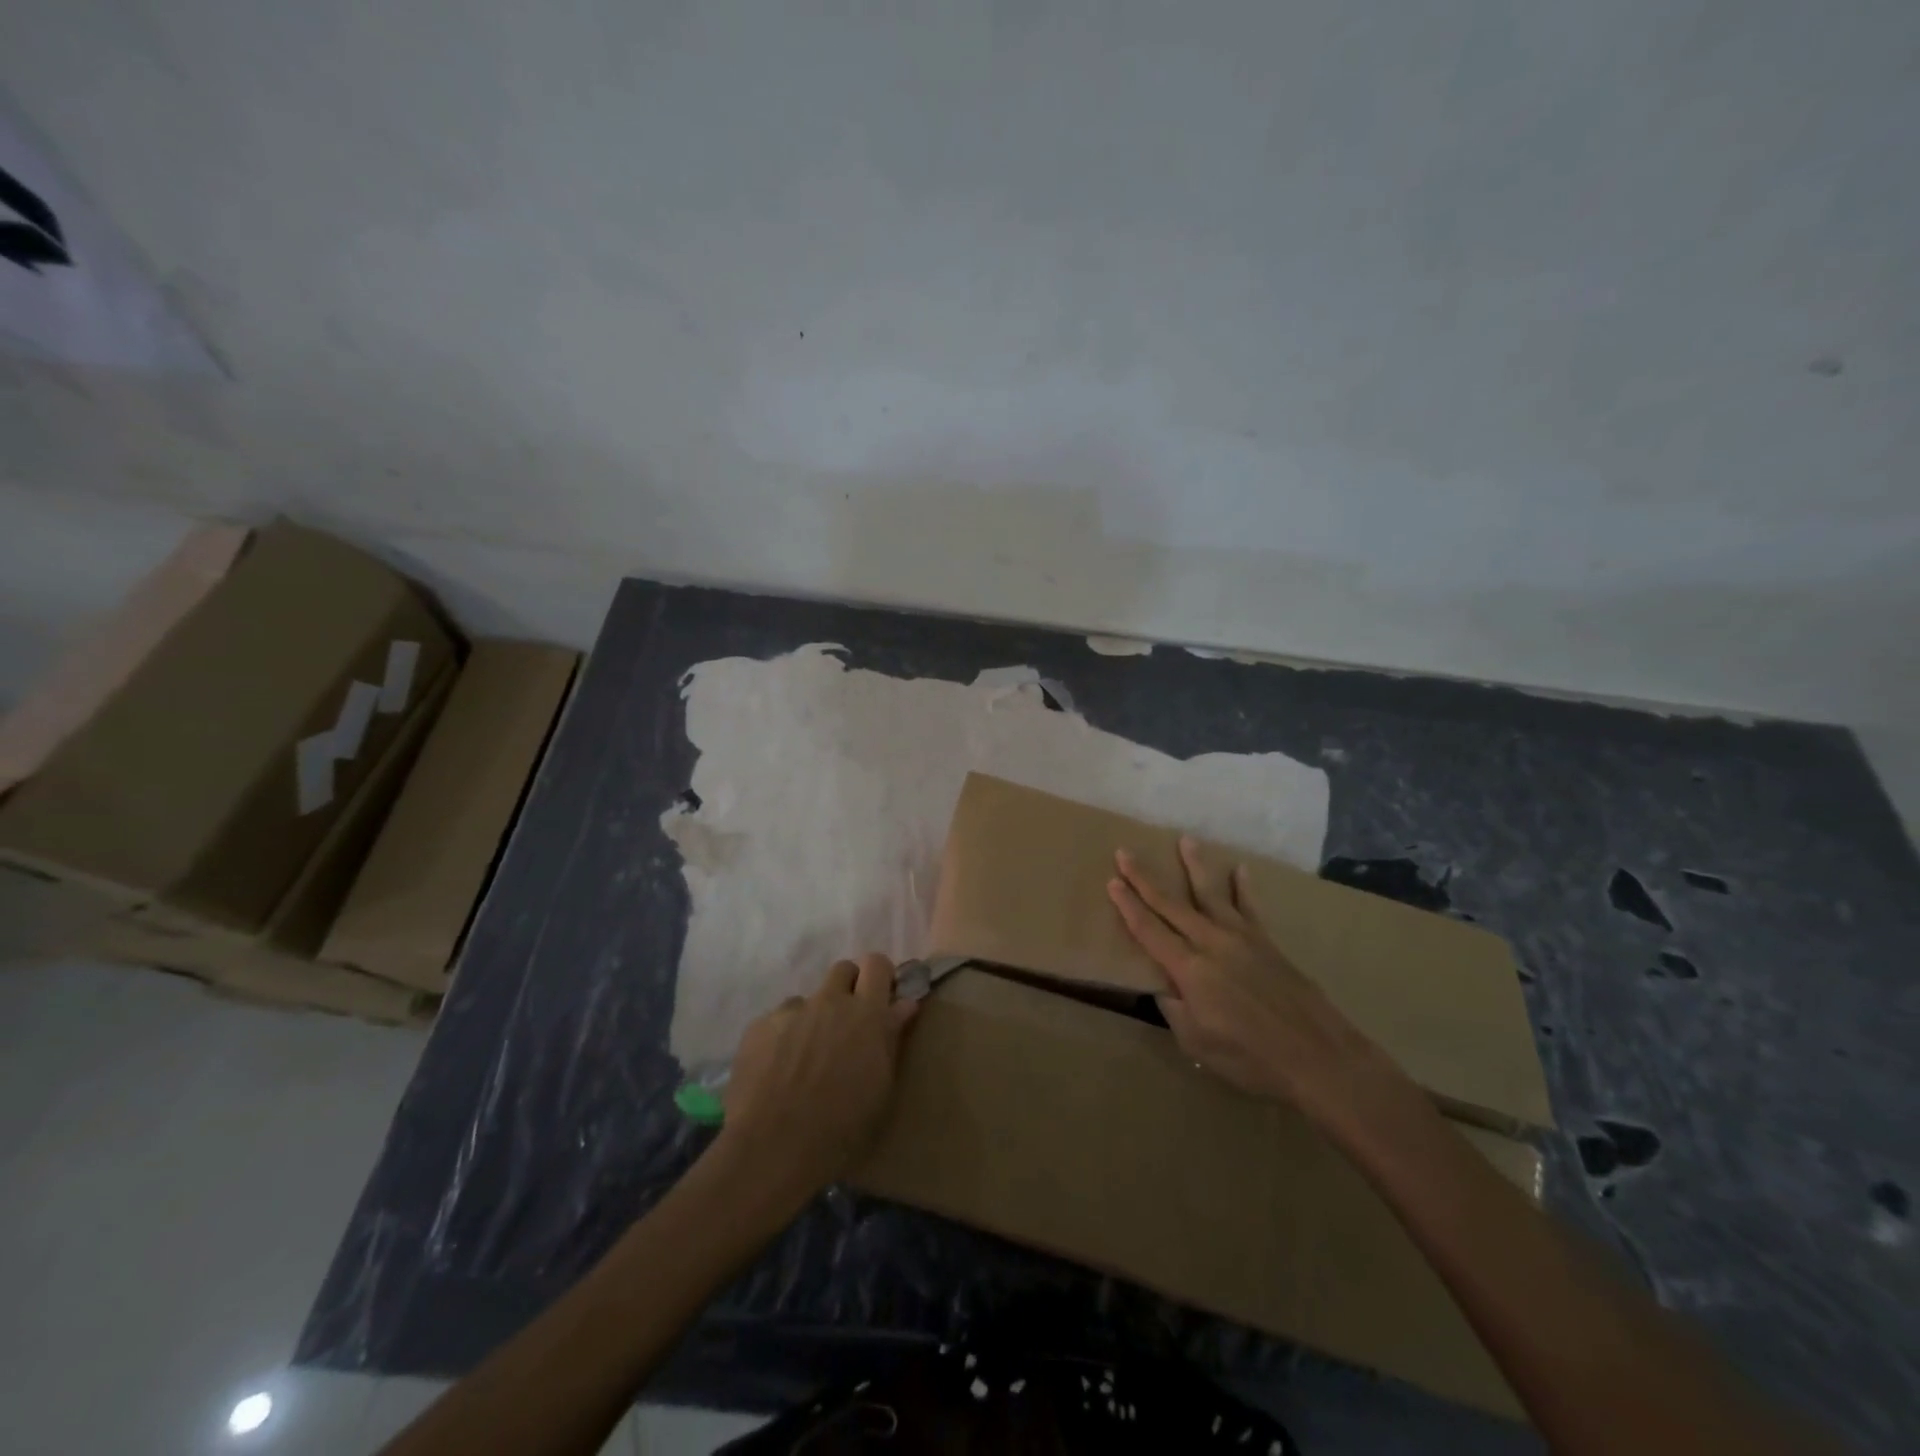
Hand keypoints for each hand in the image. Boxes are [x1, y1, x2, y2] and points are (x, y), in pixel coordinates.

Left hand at [719, 954, 917, 1195]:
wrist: (772, 1148)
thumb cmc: (841, 1127)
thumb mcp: (881, 1087)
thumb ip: (891, 1038)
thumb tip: (904, 1004)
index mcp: (865, 1013)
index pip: (877, 963)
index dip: (880, 976)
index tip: (881, 997)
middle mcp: (829, 1001)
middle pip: (843, 970)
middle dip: (849, 989)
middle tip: (847, 1026)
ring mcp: (791, 1011)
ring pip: (808, 999)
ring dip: (814, 1018)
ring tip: (806, 1058)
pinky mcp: (759, 1026)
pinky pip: (778, 1021)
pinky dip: (783, 1037)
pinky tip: (777, 1071)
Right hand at [1107, 838, 1411, 1128]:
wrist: (1318, 1057)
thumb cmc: (1251, 1059)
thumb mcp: (1197, 1043)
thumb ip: (1174, 1010)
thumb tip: (1163, 986)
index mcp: (1189, 969)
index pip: (1149, 930)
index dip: (1128, 906)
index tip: (1112, 881)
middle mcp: (1211, 943)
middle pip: (1171, 904)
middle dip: (1144, 877)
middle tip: (1126, 852)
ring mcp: (1242, 938)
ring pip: (1211, 893)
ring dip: (1195, 866)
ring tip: (1186, 840)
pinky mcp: (1268, 943)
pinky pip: (1251, 907)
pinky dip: (1243, 887)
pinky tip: (1240, 869)